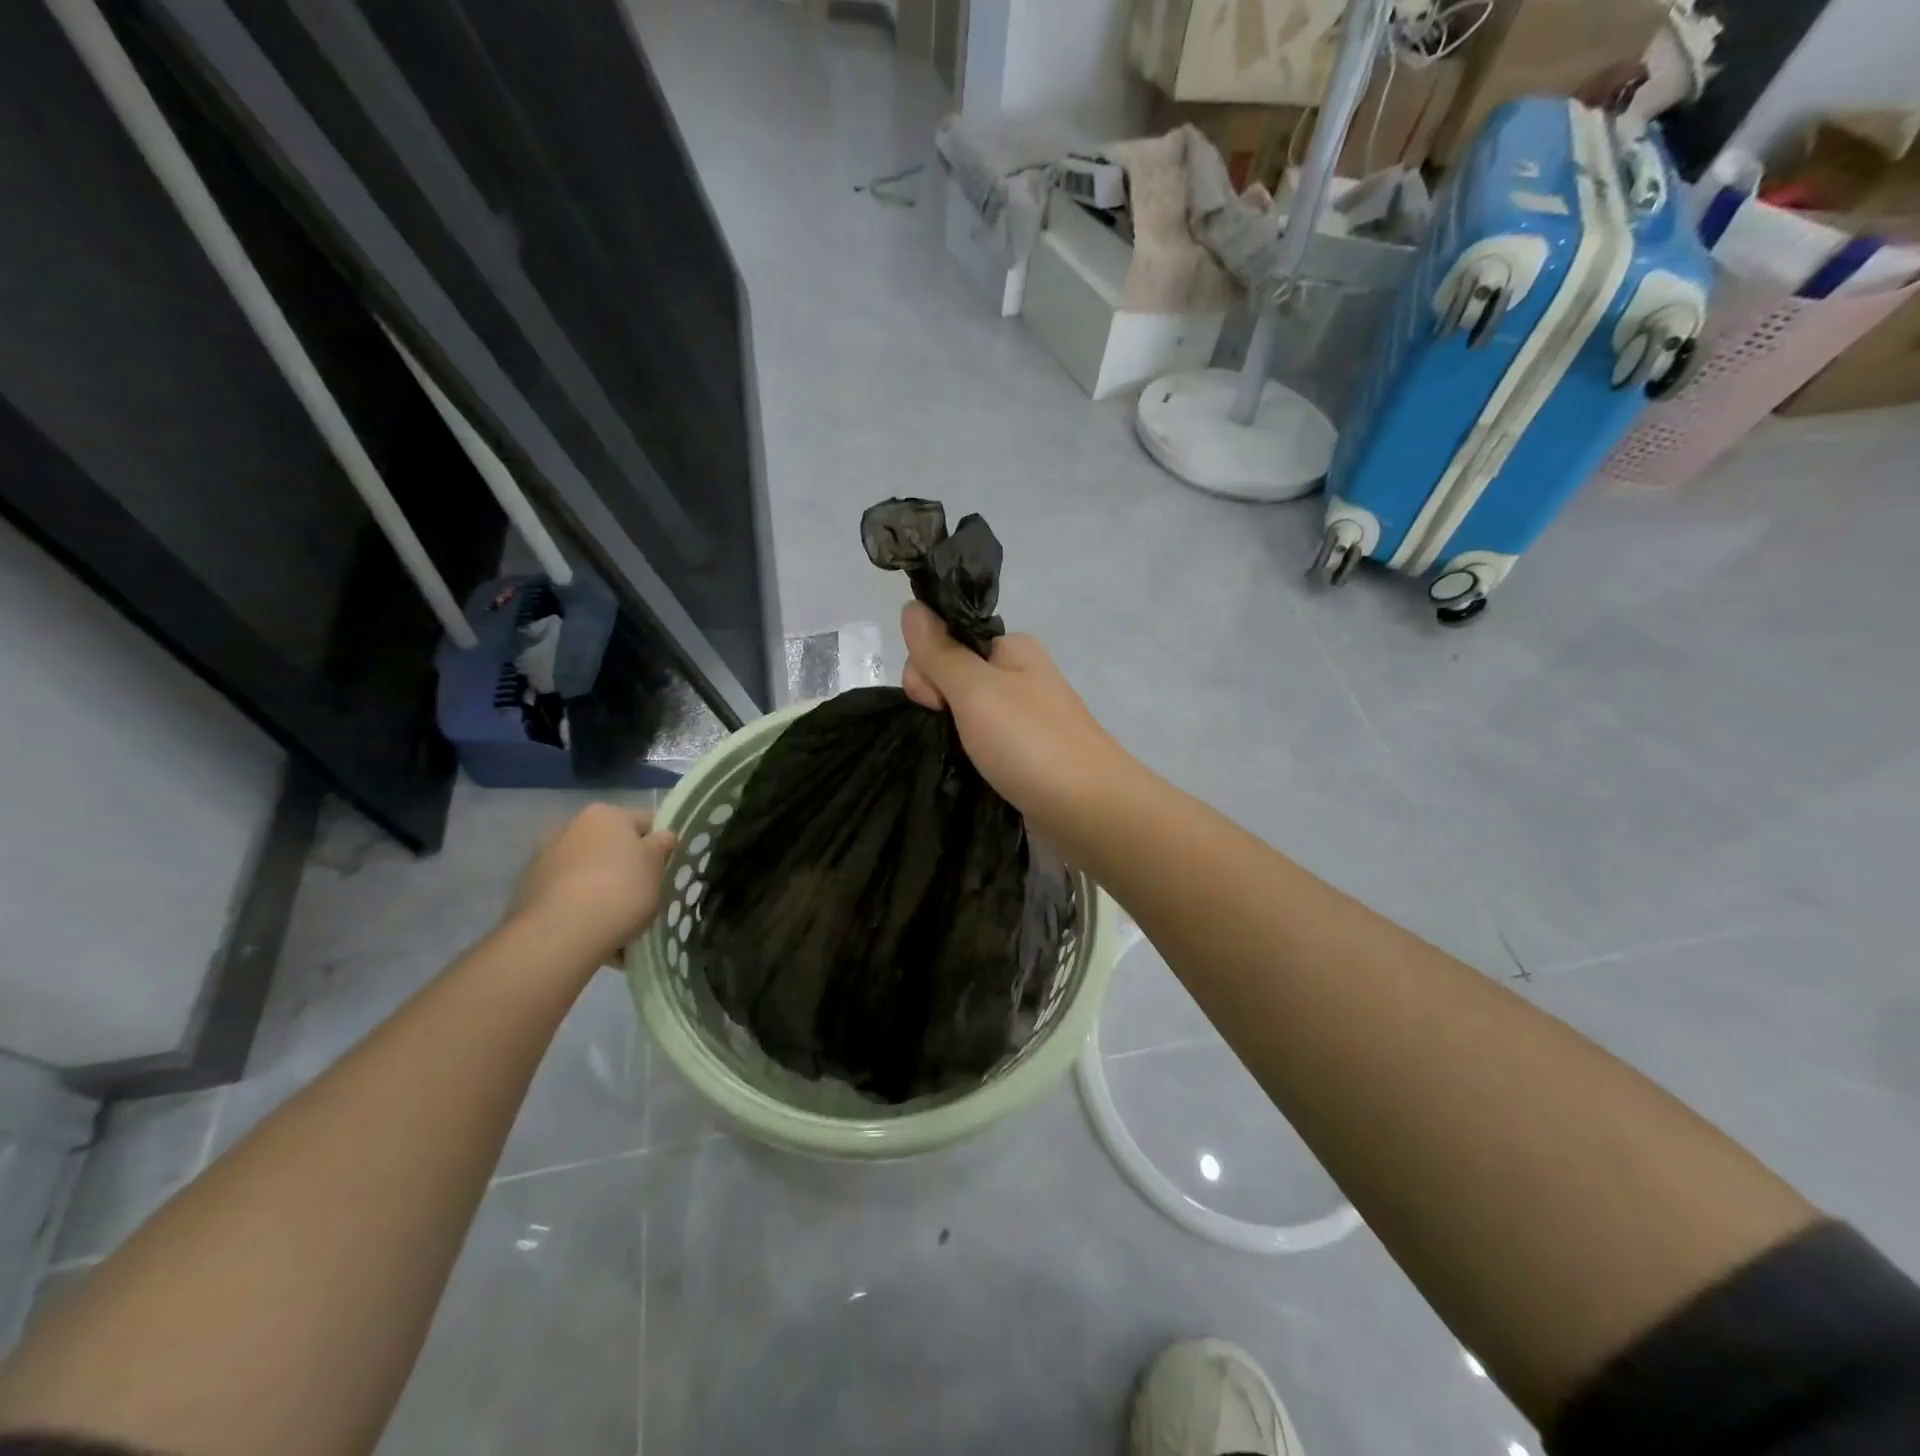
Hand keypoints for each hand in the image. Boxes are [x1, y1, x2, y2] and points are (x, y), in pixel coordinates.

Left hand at [507, 804, 676, 968]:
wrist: (561, 933)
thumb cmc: (620, 889)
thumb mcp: (655, 866)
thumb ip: (662, 846)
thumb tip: (663, 837)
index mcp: (605, 814)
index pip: (645, 821)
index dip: (660, 844)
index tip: (667, 869)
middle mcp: (571, 827)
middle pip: (611, 845)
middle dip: (626, 866)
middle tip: (644, 894)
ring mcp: (544, 858)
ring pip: (587, 871)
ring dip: (602, 887)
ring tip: (618, 920)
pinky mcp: (528, 890)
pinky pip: (566, 894)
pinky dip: (580, 907)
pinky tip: (593, 931)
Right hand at [901, 602, 1132, 839]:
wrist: (1089, 809)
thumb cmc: (1030, 742)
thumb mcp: (975, 689)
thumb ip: (940, 651)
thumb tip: (911, 607)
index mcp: (1012, 648)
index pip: (946, 640)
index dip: (926, 667)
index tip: (933, 701)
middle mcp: (1019, 676)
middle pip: (952, 676)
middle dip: (936, 702)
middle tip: (951, 733)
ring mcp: (1024, 717)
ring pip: (964, 713)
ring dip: (950, 731)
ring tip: (959, 757)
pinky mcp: (1024, 753)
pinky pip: (982, 742)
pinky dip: (968, 752)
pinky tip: (967, 768)